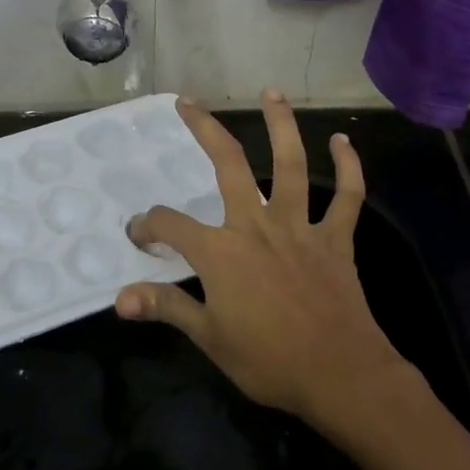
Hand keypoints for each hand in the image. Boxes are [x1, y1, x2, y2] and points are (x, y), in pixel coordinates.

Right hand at [116, 91, 409, 429]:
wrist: (342, 377)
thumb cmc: (270, 361)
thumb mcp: (209, 338)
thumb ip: (166, 308)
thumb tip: (120, 298)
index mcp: (221, 252)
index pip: (170, 225)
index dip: (148, 226)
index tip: (139, 236)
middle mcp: (256, 226)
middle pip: (227, 165)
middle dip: (204, 130)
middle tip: (188, 103)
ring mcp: (299, 228)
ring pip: (290, 165)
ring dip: (281, 125)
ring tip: (271, 93)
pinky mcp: (335, 239)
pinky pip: (347, 197)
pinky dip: (349, 167)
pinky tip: (343, 142)